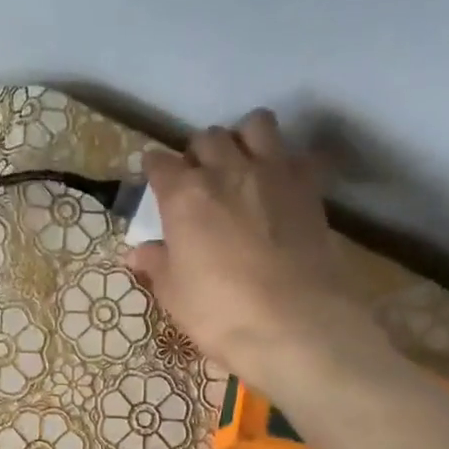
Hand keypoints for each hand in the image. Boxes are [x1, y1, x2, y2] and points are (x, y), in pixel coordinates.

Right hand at [124, 110, 394, 408]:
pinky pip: (296, 154)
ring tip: (241, 167)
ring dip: (244, 139)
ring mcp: (273, 173)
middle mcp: (226, 171)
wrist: (295, 324)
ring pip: (256, 125)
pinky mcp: (309, 187)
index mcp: (184, 195)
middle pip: (207, 138)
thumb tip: (138, 252)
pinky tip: (280, 187)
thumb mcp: (175, 295)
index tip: (156, 181)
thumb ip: (157, 265)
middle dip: (199, 153)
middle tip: (199, 180)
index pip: (160, 163)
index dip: (155, 169)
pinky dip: (285, 162)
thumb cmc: (220, 313)